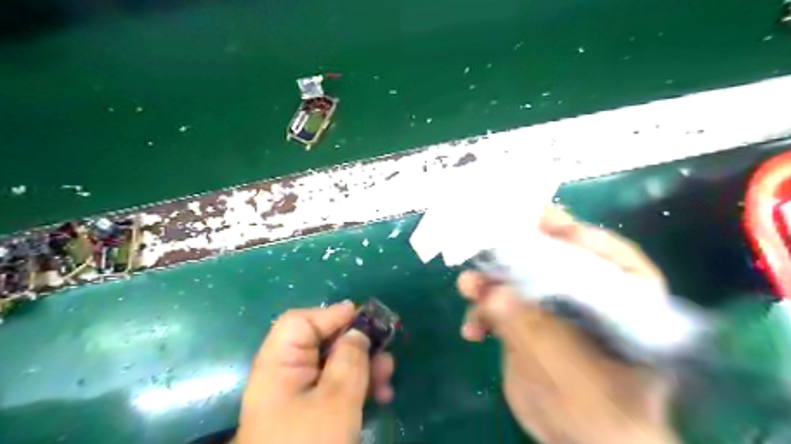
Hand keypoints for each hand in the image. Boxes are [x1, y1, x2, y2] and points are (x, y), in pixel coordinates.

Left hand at [236, 302, 393, 443]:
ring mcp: (300, 396)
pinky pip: (339, 388)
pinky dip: (360, 388)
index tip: (364, 319)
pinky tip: (382, 396)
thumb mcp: (335, 401)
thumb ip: (350, 360)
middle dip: (358, 345)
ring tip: (388, 379)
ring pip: (336, 366)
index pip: (301, 322)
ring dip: (365, 367)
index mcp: (280, 364)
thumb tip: (358, 332)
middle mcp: (287, 374)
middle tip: (386, 352)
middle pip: (323, 342)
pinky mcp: (313, 413)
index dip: (331, 315)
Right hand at [457, 206, 679, 443]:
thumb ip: (532, 330)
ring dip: (492, 281)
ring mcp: (556, 312)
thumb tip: (494, 293)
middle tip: (498, 232)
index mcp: (627, 306)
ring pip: (522, 282)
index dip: (584, 238)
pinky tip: (472, 330)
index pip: (615, 259)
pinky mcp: (530, 325)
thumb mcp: (570, 371)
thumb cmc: (596, 414)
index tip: (552, 226)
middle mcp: (590, 301)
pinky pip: (503, 308)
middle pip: (559, 261)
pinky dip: (484, 313)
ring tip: (469, 285)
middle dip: (524, 250)